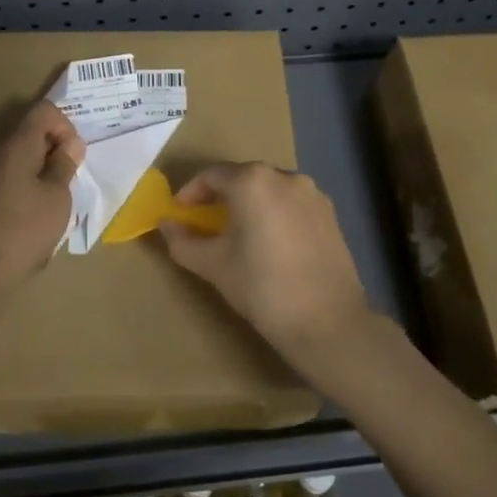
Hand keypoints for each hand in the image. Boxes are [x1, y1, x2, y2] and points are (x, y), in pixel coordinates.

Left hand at [0, 101, 84, 284]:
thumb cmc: (26, 228)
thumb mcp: (57, 196)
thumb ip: (65, 165)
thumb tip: (71, 144)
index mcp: (18, 145)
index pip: (44, 110)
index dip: (66, 125)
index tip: (74, 155)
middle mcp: (1, 153)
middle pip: (33, 131)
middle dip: (57, 147)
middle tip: (72, 176)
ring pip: (25, 155)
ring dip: (46, 168)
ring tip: (60, 196)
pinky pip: (16, 175)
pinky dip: (33, 184)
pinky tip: (41, 211)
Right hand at [160, 163, 372, 371]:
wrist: (327, 321)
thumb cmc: (261, 287)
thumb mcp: (213, 265)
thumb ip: (182, 241)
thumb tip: (165, 225)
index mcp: (252, 181)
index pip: (211, 175)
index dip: (190, 192)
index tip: (179, 213)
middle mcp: (284, 176)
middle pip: (243, 177)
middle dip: (220, 196)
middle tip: (204, 221)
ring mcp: (312, 194)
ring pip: (270, 189)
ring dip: (249, 203)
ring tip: (238, 232)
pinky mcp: (330, 214)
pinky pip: (292, 204)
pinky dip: (275, 213)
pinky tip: (270, 242)